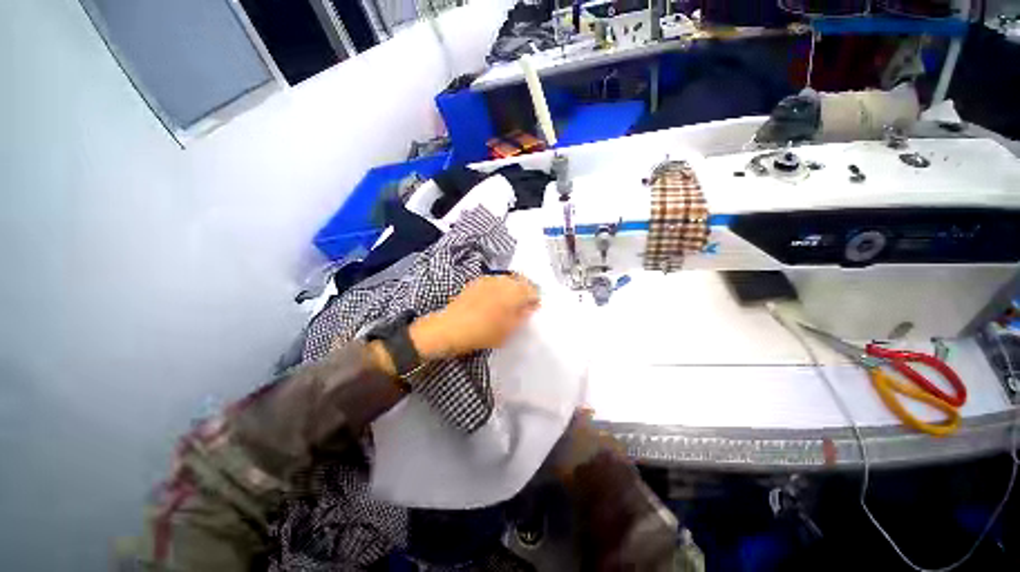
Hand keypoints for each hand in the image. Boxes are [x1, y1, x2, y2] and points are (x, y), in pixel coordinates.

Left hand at [410, 274, 540, 359]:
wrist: (451, 328)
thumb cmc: (484, 332)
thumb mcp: (509, 329)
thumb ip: (523, 315)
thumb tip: (531, 306)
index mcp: (515, 292)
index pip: (533, 289)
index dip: (535, 299)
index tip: (533, 308)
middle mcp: (503, 280)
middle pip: (521, 280)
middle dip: (524, 291)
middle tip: (522, 305)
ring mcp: (489, 279)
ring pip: (508, 279)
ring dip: (512, 288)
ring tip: (508, 303)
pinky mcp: (477, 282)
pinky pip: (495, 281)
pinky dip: (499, 288)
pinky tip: (493, 300)